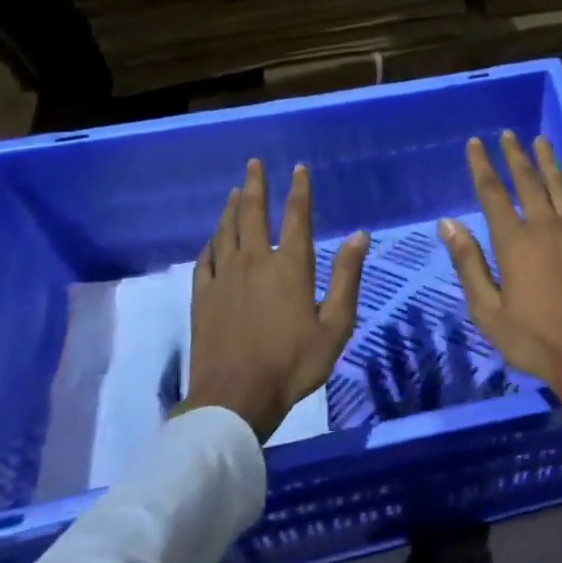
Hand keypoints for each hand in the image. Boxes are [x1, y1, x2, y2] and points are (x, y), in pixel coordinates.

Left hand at [180, 158, 369, 439]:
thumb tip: (358, 235)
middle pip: (252, 213)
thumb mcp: (335, 324)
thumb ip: (346, 277)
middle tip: (254, 164)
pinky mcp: (202, 297)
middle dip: (255, 185)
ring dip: (232, 207)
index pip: (296, 216)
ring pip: (226, 231)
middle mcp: (254, 261)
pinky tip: (213, 238)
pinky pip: (205, 259)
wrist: (234, 398)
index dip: (299, 189)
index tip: (298, 168)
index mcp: (289, 265)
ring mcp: (223, 278)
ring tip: (235, 191)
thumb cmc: (293, 363)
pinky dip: (211, 242)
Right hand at [438, 131, 561, 405]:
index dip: (482, 166)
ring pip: (561, 188)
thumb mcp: (487, 310)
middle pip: (529, 182)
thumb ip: (468, 263)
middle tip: (508, 134)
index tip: (475, 144)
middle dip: (516, 156)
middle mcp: (546, 228)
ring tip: (541, 141)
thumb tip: (448, 223)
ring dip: (549, 163)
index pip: (492, 194)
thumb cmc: (533, 339)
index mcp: (515, 243)